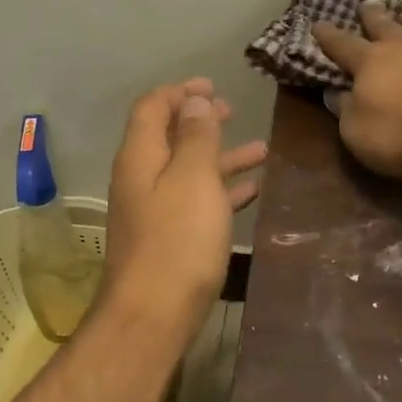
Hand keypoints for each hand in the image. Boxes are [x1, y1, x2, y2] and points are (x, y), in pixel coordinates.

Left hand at [98, 79, 266, 339]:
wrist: (153, 316)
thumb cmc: (178, 241)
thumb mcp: (192, 178)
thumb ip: (195, 136)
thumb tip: (194, 99)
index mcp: (140, 156)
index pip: (152, 107)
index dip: (180, 92)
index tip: (212, 86)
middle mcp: (141, 178)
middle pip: (168, 137)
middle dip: (200, 121)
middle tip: (231, 110)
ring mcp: (153, 210)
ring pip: (188, 171)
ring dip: (220, 157)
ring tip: (260, 150)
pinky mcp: (168, 238)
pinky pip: (196, 202)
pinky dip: (221, 190)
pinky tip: (251, 191)